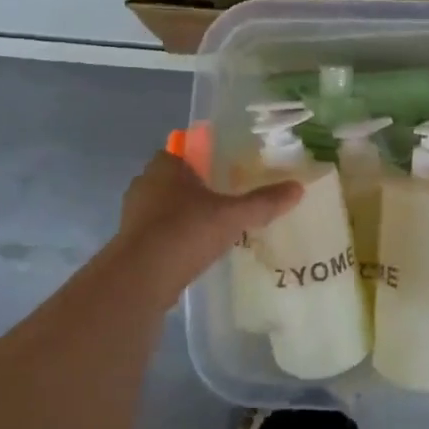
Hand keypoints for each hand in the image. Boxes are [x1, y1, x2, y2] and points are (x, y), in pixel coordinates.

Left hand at [113, 151, 302, 285]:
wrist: (140, 279)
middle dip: (196, 188)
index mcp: (166, 165)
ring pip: (164, 207)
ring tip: (212, 227)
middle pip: (175, 179)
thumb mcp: (232, 216)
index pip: (183, 150)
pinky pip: (157, 233)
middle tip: (225, 199)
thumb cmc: (185, 232)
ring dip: (183, 214)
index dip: (204, 158)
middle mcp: (145, 183)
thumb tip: (298, 188)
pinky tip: (194, 251)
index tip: (225, 170)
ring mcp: (133, 214)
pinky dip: (174, 238)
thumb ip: (263, 202)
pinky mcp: (130, 244)